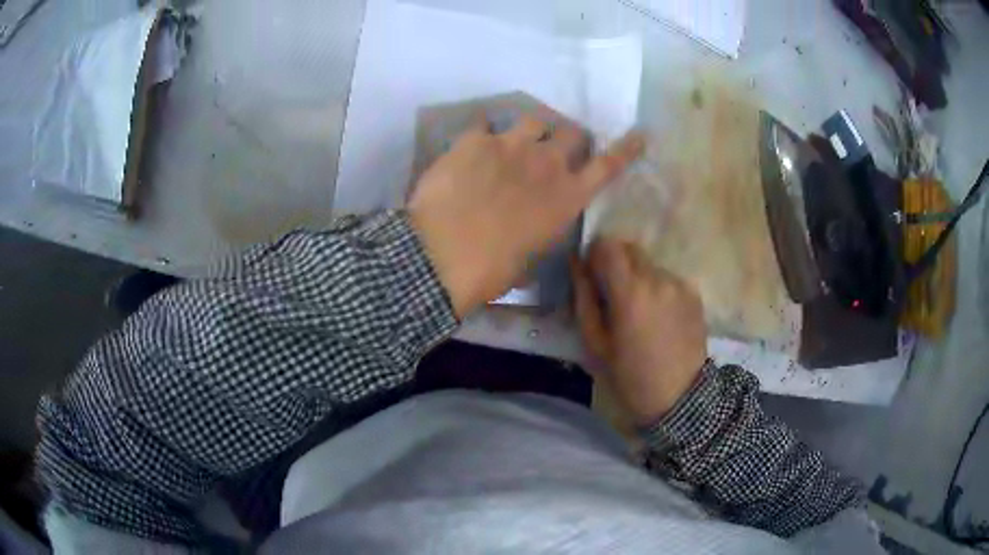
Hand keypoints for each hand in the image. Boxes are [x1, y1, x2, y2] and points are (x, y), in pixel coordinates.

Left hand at [408, 112, 643, 317]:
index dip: (626, 148)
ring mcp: (511, 145)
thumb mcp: (528, 259)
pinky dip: (484, 136)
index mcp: (567, 198)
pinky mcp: (475, 139)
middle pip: (571, 132)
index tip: (639, 134)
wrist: (440, 255)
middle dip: (568, 138)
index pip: (608, 166)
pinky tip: (472, 150)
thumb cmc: (490, 270)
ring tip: (515, 143)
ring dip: (531, 131)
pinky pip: (485, 125)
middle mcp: (547, 163)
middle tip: (554, 148)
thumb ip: (539, 233)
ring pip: (534, 119)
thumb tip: (532, 230)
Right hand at [572, 239, 707, 424]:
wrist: (680, 399)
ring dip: (638, 277)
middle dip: (615, 262)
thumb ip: (584, 299)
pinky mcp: (694, 294)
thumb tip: (576, 264)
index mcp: (630, 291)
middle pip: (630, 248)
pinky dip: (657, 289)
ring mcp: (680, 285)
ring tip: (638, 310)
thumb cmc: (629, 377)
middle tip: (611, 293)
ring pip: (649, 264)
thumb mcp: (595, 344)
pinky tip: (659, 318)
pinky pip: (668, 279)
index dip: (594, 254)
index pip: (607, 245)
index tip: (590, 274)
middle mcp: (658, 278)